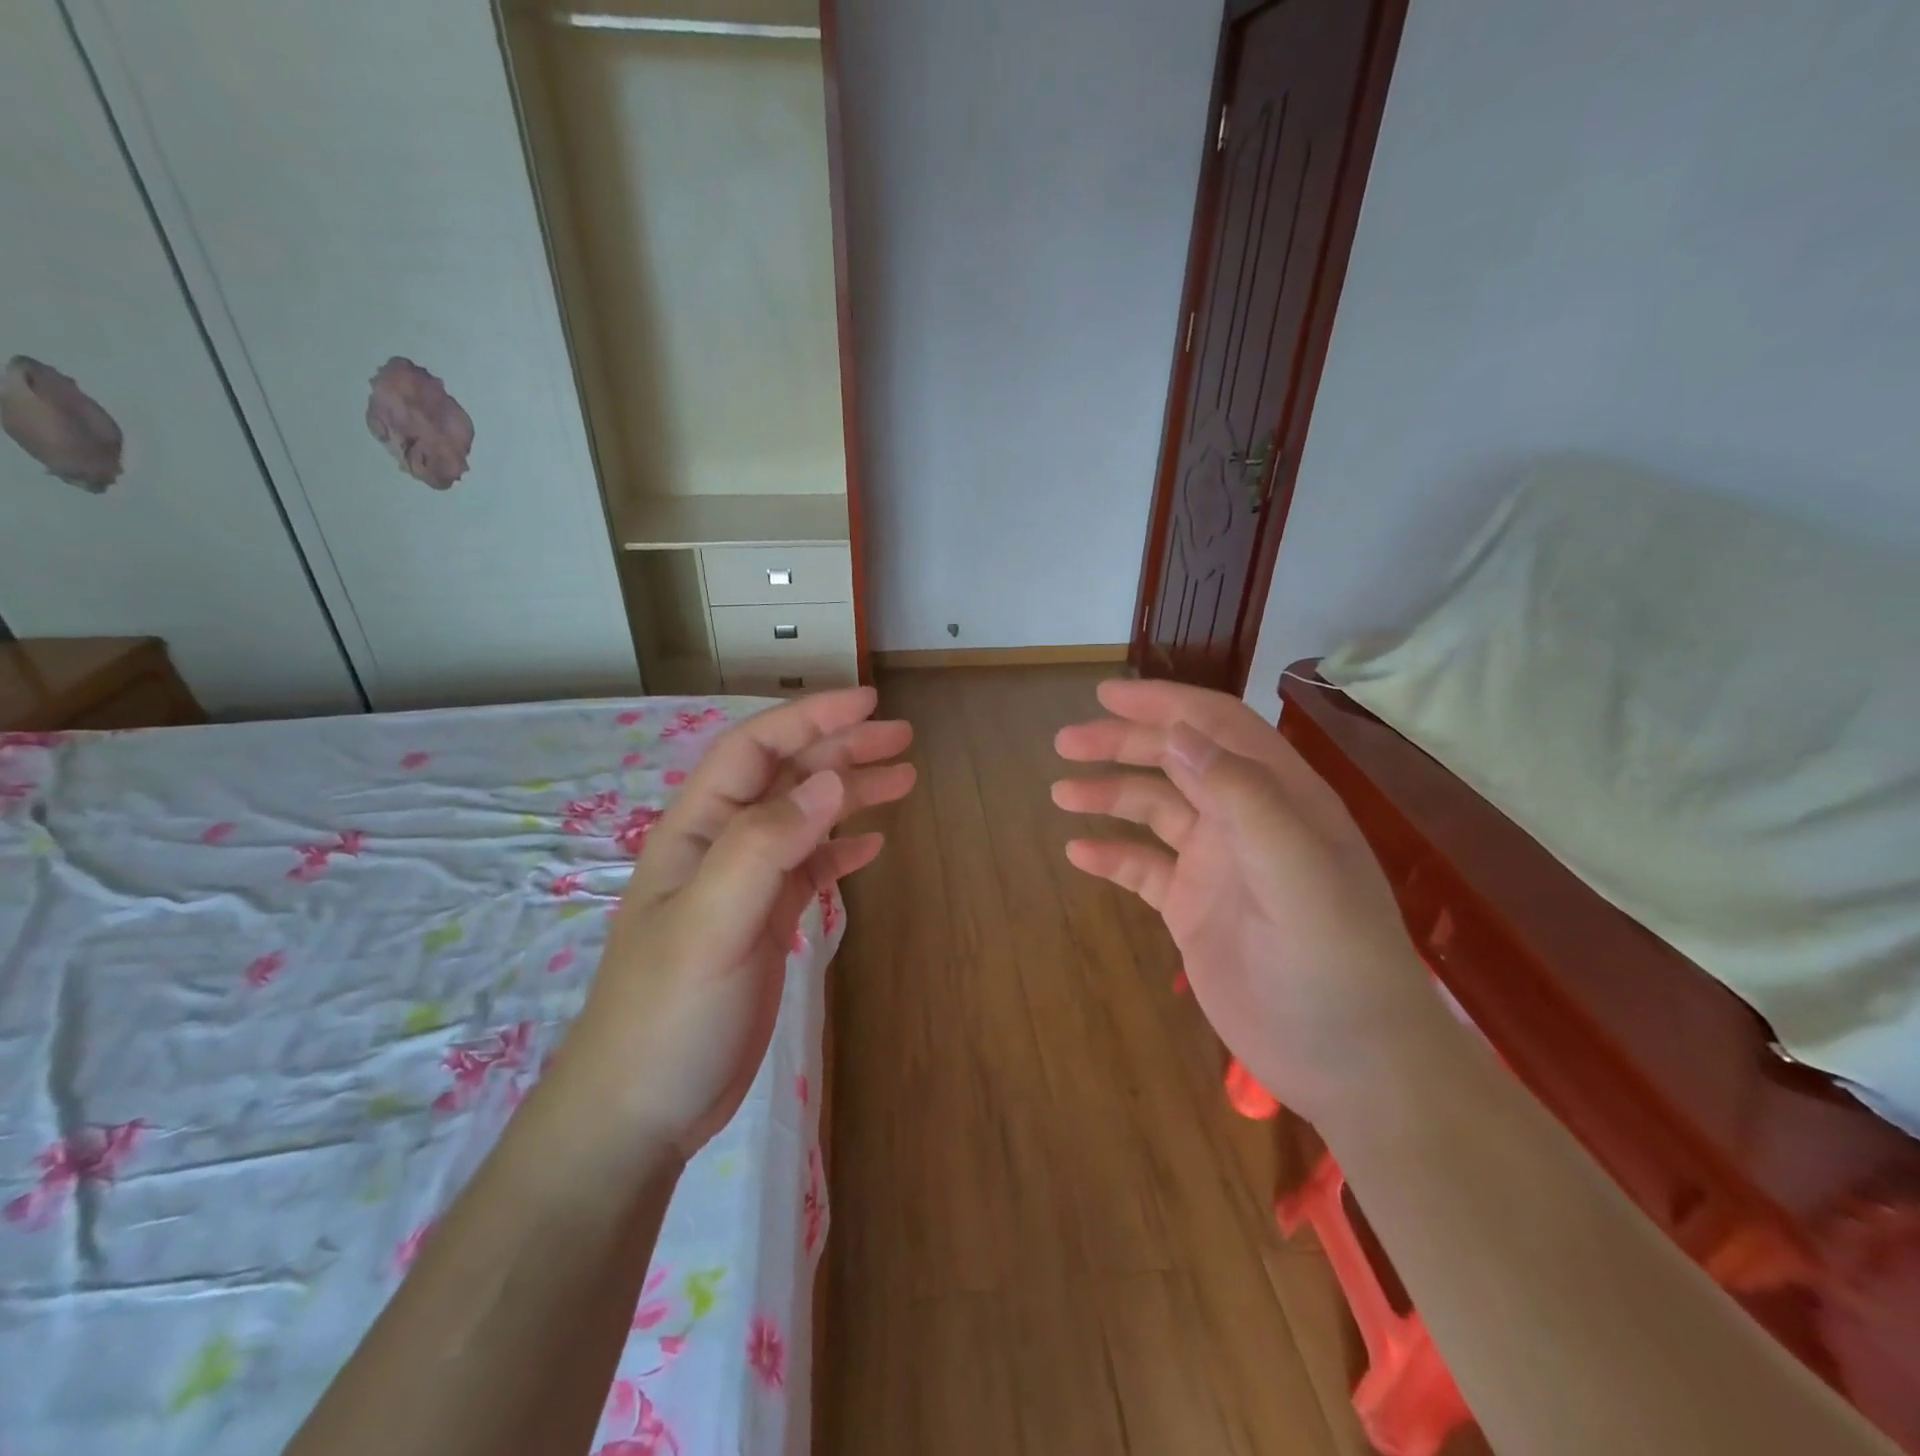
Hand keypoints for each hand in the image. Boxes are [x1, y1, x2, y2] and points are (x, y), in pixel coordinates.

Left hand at [558, 688, 914, 1159]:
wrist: (640, 1111)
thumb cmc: (668, 1012)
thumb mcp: (712, 921)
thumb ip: (766, 845)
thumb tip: (830, 781)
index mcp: (698, 830)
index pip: (756, 750)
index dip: (810, 719)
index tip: (867, 702)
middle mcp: (722, 846)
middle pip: (787, 779)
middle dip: (843, 750)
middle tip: (903, 739)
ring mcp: (744, 886)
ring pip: (805, 821)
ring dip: (851, 796)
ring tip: (904, 781)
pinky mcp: (763, 924)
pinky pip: (809, 870)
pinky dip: (842, 851)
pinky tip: (872, 846)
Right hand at [1053, 679, 1437, 1125]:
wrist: (1349, 1061)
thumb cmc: (1334, 958)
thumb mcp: (1295, 867)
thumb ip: (1241, 795)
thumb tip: (1180, 733)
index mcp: (1280, 796)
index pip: (1217, 727)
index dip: (1164, 704)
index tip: (1107, 695)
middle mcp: (1245, 820)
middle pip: (1176, 762)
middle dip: (1122, 745)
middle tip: (1065, 743)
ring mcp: (1217, 866)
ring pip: (1154, 812)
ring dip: (1109, 797)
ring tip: (1061, 794)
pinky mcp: (1194, 909)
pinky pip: (1144, 870)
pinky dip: (1112, 857)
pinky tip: (1078, 855)